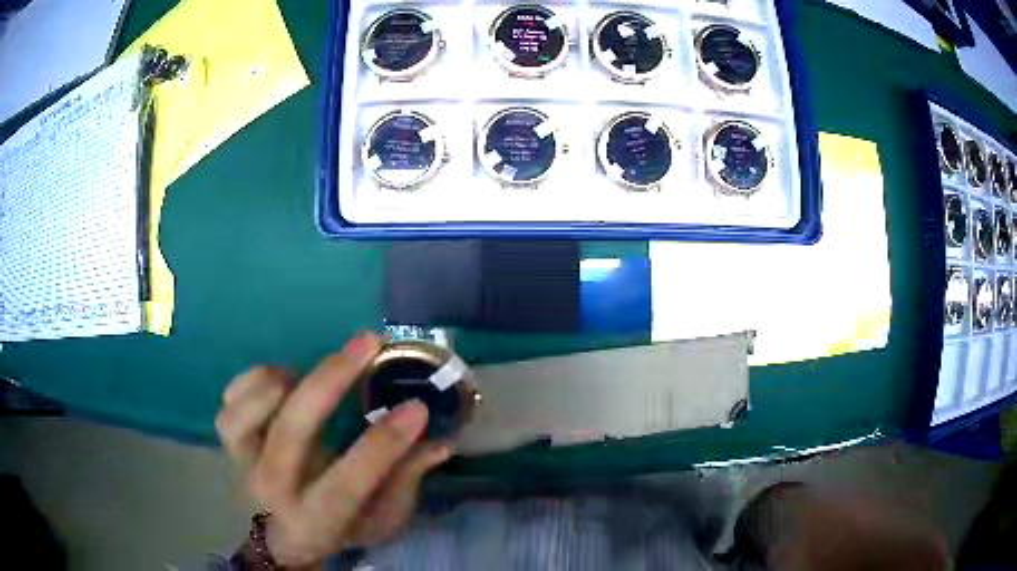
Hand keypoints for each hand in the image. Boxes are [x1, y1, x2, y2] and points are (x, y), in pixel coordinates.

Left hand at [215, 333, 451, 567]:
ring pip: (245, 412)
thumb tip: (439, 441)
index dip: (383, 444)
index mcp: (317, 519)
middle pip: (291, 432)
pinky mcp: (229, 441)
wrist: (280, 539)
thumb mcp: (380, 521)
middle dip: (330, 381)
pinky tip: (282, 381)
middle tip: (368, 343)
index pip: (348, 482)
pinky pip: (230, 399)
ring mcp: (243, 462)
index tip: (417, 408)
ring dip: (282, 381)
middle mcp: (273, 489)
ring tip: (311, 374)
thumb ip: (405, 482)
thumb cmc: (339, 530)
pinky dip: (255, 380)